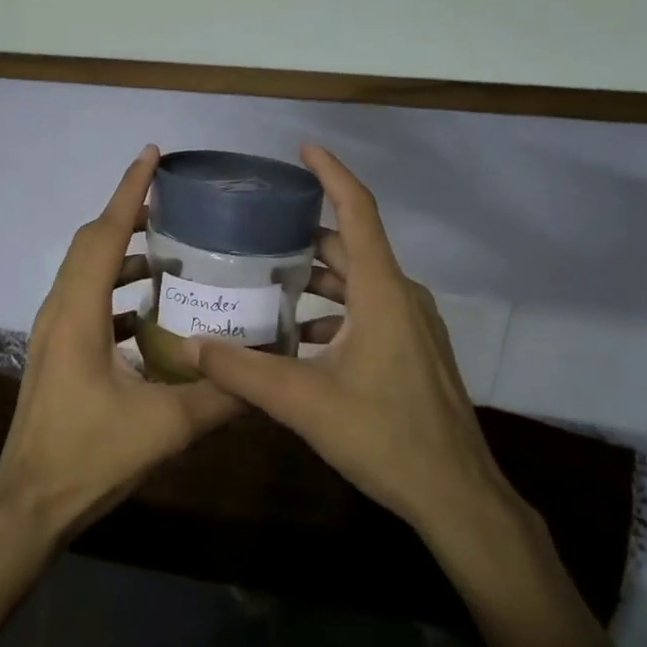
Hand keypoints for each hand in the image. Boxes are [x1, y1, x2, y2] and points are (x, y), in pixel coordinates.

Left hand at [0, 146, 240, 542]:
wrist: (29, 504)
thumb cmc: (88, 458)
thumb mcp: (164, 427)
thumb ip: (220, 397)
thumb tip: (267, 372)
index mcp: (78, 314)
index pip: (104, 235)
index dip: (129, 192)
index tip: (151, 155)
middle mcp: (59, 311)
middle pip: (91, 244)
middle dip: (129, 215)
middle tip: (174, 204)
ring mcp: (53, 332)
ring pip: (87, 271)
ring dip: (123, 253)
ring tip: (170, 251)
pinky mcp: (57, 352)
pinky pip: (87, 300)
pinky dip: (118, 289)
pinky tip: (152, 309)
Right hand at [190, 146, 536, 545]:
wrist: (457, 496)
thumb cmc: (386, 437)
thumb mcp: (305, 403)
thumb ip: (243, 371)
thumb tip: (189, 346)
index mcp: (382, 291)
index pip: (358, 211)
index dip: (331, 174)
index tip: (302, 150)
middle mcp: (401, 296)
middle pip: (352, 246)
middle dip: (306, 233)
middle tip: (257, 230)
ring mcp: (412, 325)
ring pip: (359, 281)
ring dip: (317, 277)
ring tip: (267, 279)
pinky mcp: (414, 350)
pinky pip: (369, 309)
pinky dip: (333, 308)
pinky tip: (298, 335)